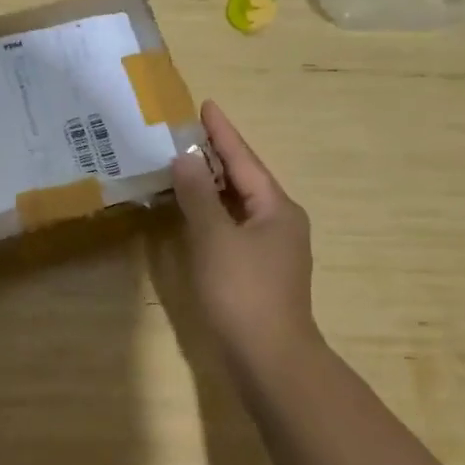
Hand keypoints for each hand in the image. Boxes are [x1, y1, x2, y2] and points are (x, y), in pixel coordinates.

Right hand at [170, 101, 320, 369]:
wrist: (270, 360)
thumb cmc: (243, 291)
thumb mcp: (215, 237)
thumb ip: (199, 195)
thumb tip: (186, 158)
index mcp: (277, 208)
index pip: (244, 159)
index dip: (222, 132)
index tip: (205, 105)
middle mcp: (280, 223)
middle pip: (244, 180)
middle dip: (217, 156)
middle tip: (186, 132)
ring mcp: (272, 250)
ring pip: (238, 205)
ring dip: (212, 185)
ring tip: (185, 164)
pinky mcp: (259, 273)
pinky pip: (233, 228)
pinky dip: (212, 213)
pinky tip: (193, 213)